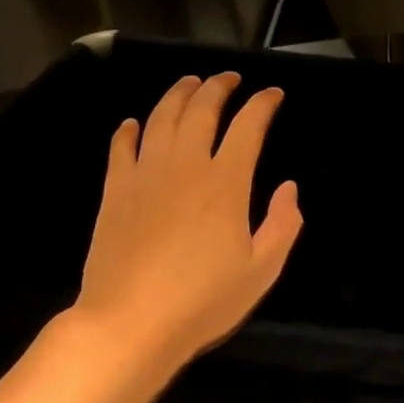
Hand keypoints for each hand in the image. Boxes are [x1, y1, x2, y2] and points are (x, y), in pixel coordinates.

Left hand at [73, 71, 302, 380]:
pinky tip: (135, 124)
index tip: (273, 95)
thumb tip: (289, 188)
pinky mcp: (114, 191)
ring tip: (190, 83)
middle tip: (230, 78)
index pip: (249, 126)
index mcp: (226, 182)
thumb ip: (283, 224)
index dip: (263, 104)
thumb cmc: (204, 299)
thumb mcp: (263, 269)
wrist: (129, 323)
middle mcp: (186, 166)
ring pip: (161, 118)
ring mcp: (145, 175)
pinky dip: (130, 129)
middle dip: (219, 87)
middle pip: (201, 109)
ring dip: (178, 95)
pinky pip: (121, 147)